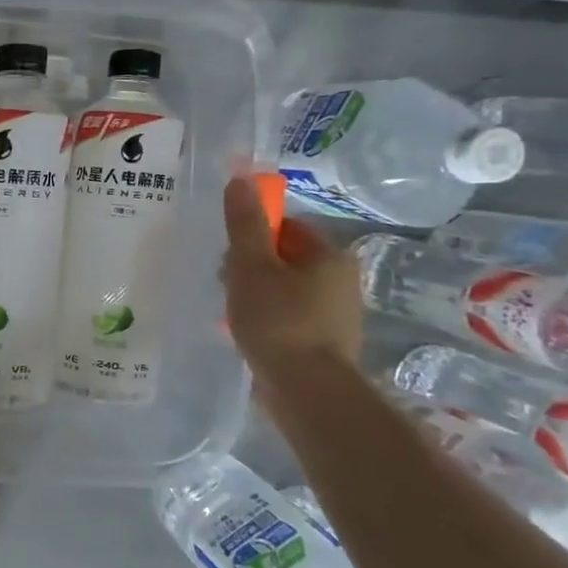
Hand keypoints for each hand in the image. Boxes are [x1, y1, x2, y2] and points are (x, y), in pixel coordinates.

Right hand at [221, 175, 362, 381]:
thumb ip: (245, 224)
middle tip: (226, 285)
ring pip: (283, 288)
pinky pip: (287, 316)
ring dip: (254, 294)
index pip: (285, 227)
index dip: (251, 236)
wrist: (306, 390)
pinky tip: (246, 332)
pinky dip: (265, 318)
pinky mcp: (324, 341)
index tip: (228, 256)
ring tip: (231, 312)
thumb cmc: (278, 320)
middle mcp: (341, 280)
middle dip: (249, 267)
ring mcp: (335, 313)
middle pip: (283, 258)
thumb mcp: (252, 266)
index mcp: (330, 256)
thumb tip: (241, 178)